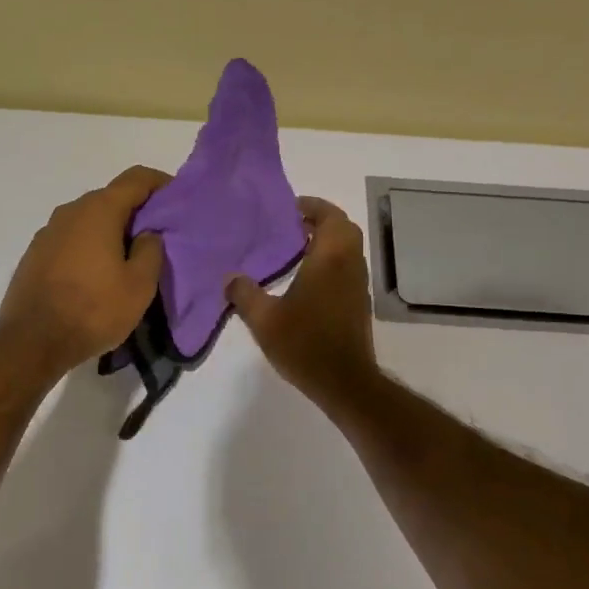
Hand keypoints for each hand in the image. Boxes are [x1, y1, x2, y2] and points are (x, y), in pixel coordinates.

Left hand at [0, 165, 169, 380]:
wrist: (31, 342)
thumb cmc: (93, 310)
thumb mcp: (139, 286)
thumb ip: (151, 250)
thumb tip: (147, 233)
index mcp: (99, 210)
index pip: (136, 179)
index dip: (160, 183)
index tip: (177, 200)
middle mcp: (70, 211)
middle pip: (111, 198)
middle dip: (136, 211)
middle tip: (157, 236)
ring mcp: (48, 232)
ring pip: (88, 220)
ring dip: (110, 231)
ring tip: (127, 258)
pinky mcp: (35, 254)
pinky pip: (71, 239)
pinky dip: (89, 246)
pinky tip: (96, 274)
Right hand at [227, 197, 378, 403]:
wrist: (344, 382)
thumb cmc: (305, 344)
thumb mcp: (264, 320)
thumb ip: (244, 294)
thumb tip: (230, 277)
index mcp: (329, 259)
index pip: (330, 217)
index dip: (313, 206)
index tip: (289, 208)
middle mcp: (349, 265)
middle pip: (343, 229)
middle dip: (321, 220)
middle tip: (292, 225)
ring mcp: (357, 285)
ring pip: (348, 249)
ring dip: (327, 241)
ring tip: (295, 248)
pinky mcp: (358, 303)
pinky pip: (347, 267)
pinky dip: (331, 260)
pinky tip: (305, 278)